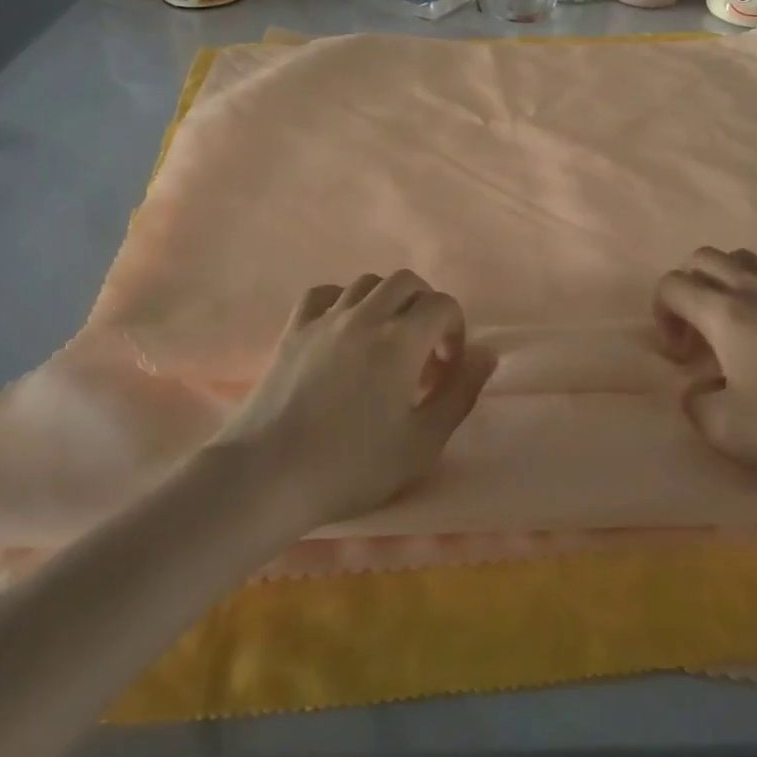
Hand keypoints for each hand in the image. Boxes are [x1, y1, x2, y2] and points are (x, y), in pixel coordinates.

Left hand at [215, 271, 494, 527]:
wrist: (268, 475)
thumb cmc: (353, 466)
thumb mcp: (423, 442)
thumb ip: (461, 392)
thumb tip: (487, 352)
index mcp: (401, 340)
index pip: (442, 305)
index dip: (455, 329)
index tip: (448, 367)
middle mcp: (364, 316)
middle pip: (406, 282)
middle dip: (425, 305)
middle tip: (424, 348)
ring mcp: (324, 319)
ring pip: (366, 283)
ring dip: (387, 301)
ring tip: (386, 341)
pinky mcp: (293, 329)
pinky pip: (324, 294)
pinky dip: (343, 301)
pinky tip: (344, 330)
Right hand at [654, 248, 756, 476]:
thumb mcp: (729, 431)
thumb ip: (695, 407)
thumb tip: (697, 390)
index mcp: (724, 312)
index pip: (672, 285)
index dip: (662, 314)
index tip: (680, 355)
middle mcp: (753, 287)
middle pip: (703, 258)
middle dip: (688, 288)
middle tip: (698, 333)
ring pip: (744, 256)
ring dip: (725, 279)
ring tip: (735, 320)